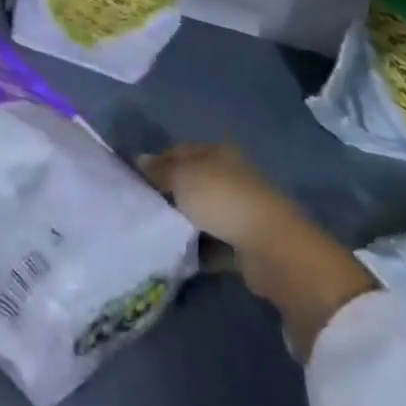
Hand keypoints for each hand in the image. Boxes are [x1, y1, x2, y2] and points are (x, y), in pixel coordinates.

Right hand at [140, 143, 292, 251]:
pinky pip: (213, 243)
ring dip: (183, 223)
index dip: (156, 162)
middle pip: (191, 182)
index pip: (180, 151)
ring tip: (154, 232)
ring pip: (201, 213)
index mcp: (217, 153)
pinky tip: (177, 254)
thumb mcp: (183, 177)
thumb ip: (160, 169)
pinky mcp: (244, 243)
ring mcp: (239, 210)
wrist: (272, 248)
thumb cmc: (223, 200)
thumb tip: (140, 159)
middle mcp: (230, 176)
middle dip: (168, 194)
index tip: (134, 179)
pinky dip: (198, 249)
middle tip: (141, 207)